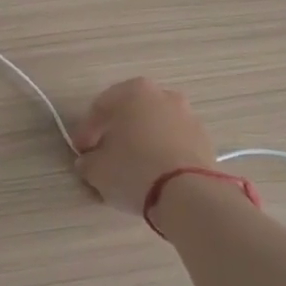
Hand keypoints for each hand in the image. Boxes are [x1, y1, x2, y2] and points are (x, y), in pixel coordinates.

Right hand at [71, 77, 218, 216]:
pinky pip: (174, 142)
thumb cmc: (134, 170)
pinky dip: (162, 152)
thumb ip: (88, 161)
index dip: (86, 131)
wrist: (188, 193)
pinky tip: (155, 174)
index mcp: (133, 92)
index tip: (81, 152)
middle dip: (116, 132)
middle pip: (131, 113)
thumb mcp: (97, 170)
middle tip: (105, 156)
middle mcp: (163, 95)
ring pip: (155, 126)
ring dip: (142, 141)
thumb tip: (89, 162)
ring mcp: (188, 116)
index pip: (101, 108)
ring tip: (132, 168)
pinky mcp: (204, 140)